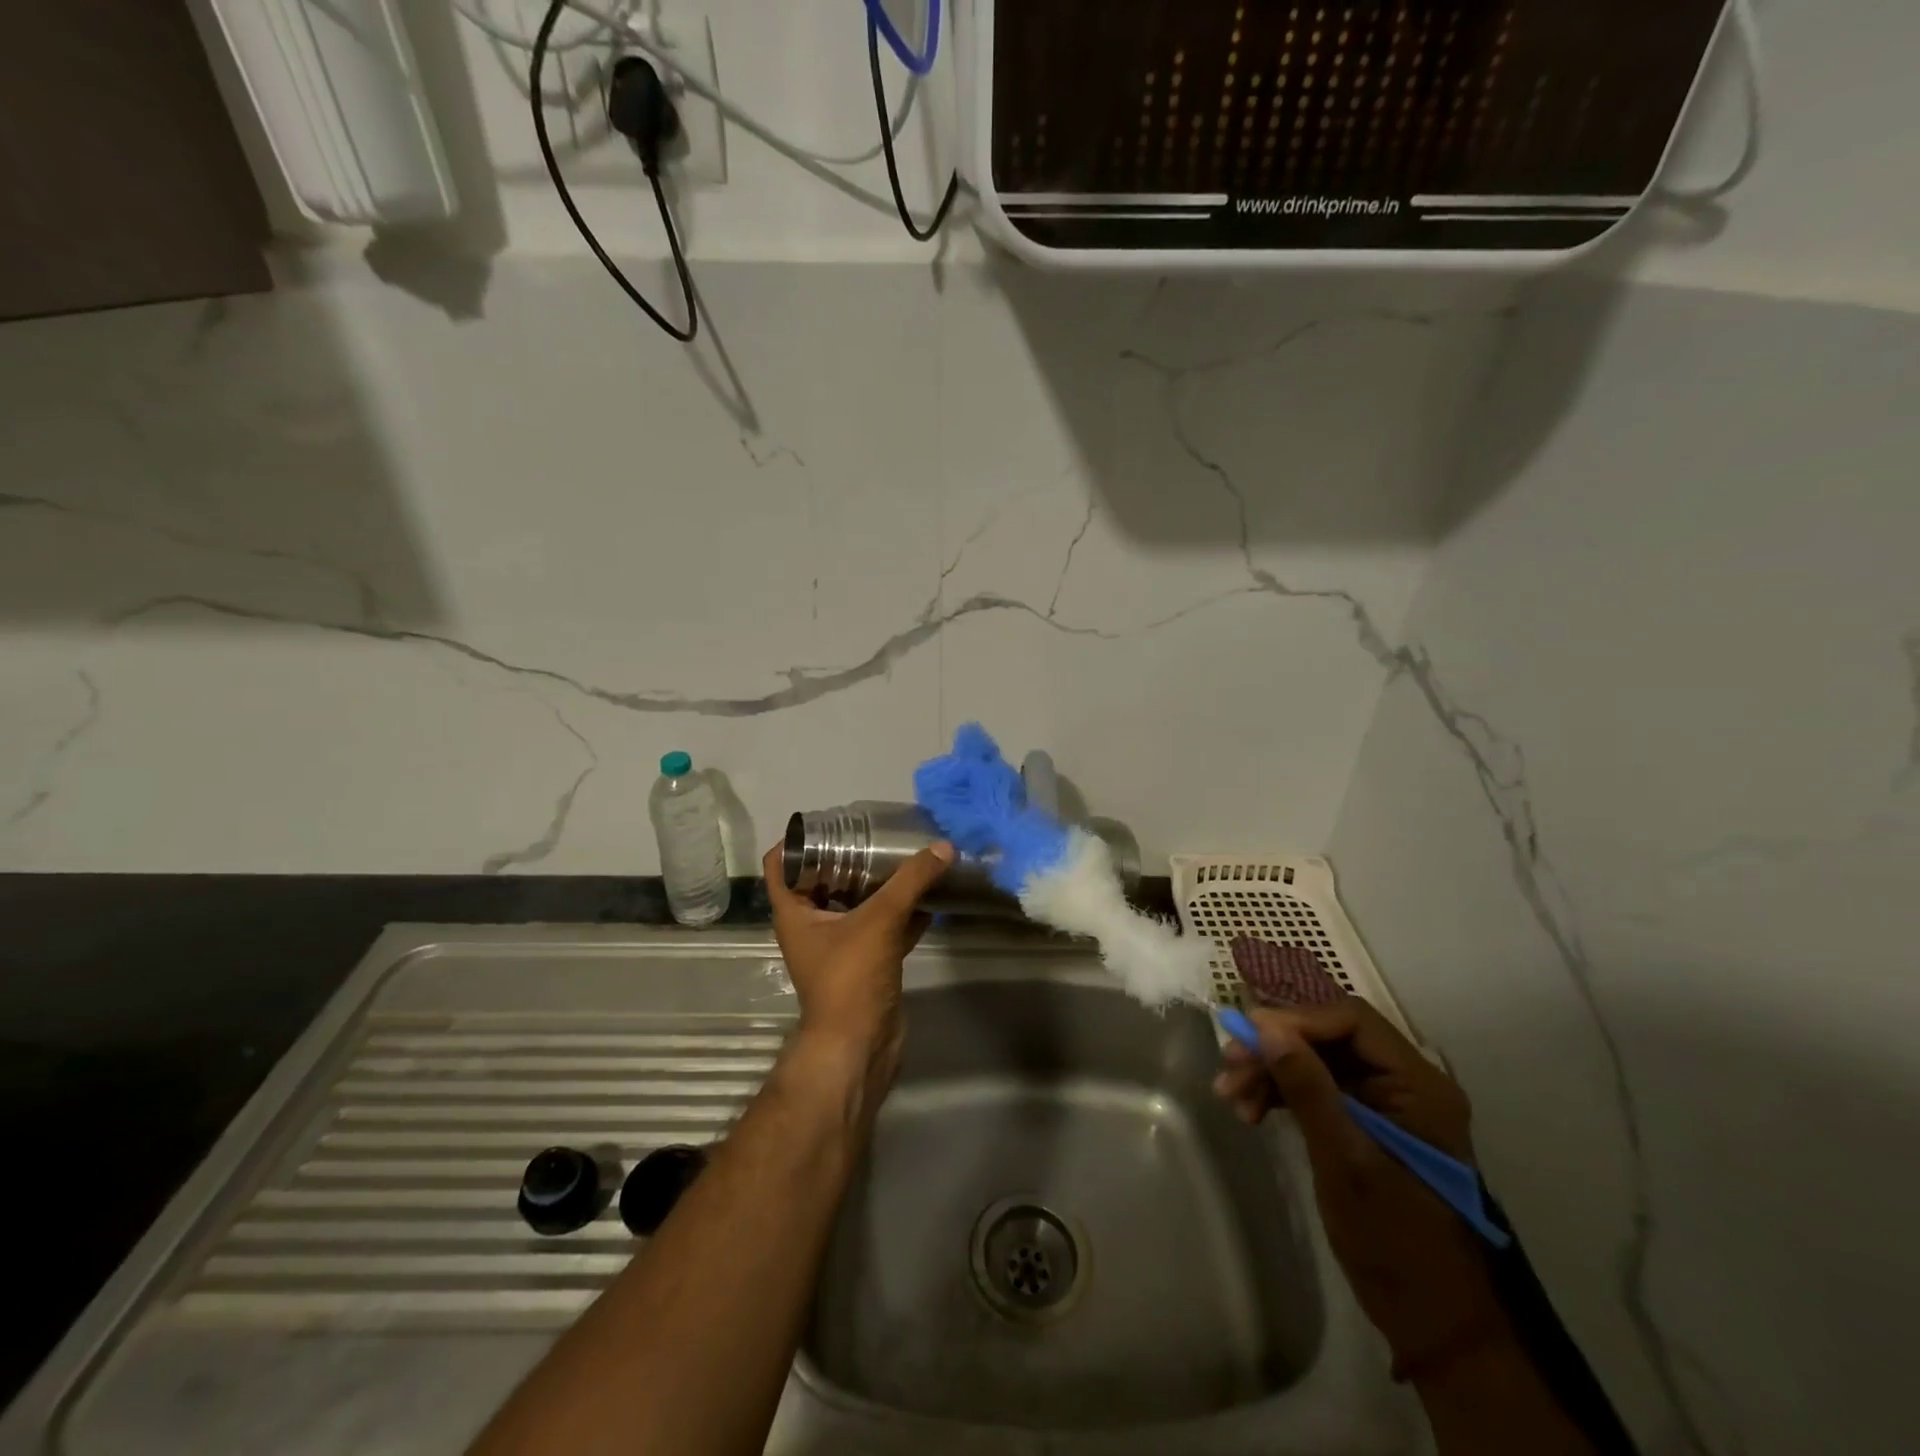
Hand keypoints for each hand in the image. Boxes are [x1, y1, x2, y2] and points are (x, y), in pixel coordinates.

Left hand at [762, 840, 952, 1085]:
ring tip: (903, 857)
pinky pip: (881, 928)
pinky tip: (928, 898)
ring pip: (855, 904)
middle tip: (875, 834)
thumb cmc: (850, 977)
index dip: (796, 839)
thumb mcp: (879, 920)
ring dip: (876, 884)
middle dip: (847, 856)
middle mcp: (810, 926)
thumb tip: (943, 847)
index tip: (829, 822)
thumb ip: (911, 881)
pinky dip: (900, 913)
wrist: (860, 1045)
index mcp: (794, 912)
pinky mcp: (865, 963)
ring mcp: (838, 947)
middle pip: (822, 879)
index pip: (779, 864)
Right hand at [1214, 1000, 1509, 1377]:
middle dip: (1275, 1047)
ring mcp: (1383, 1103)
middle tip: (1229, 1064)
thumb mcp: (1345, 1161)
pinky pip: (1315, 1087)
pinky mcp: (1363, 1123)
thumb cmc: (1396, 1241)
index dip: (1296, 1020)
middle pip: (1328, 1037)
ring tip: (1230, 1095)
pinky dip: (1280, 1093)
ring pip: (1315, 1060)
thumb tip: (1264, 1026)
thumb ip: (1307, 1087)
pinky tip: (1249, 1110)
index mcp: (1418, 1084)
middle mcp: (1404, 1082)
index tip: (1247, 1034)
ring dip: (1270, 1071)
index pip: (1351, 1021)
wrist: (1432, 1321)